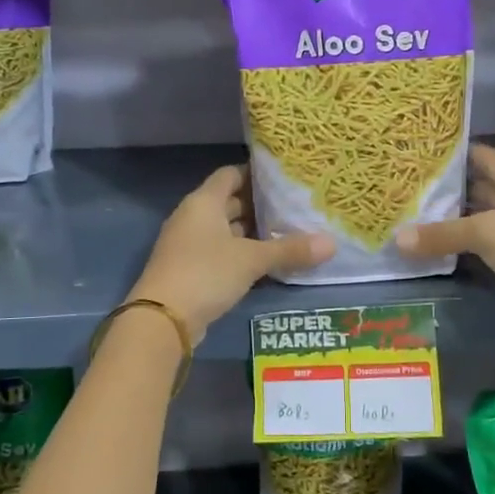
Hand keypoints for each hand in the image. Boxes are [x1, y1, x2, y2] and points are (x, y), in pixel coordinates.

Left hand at [129, 165, 332, 343]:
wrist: (162, 319)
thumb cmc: (206, 273)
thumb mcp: (252, 260)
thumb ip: (290, 250)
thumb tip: (332, 243)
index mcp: (204, 202)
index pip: (230, 174)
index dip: (255, 173)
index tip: (284, 178)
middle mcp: (193, 217)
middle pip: (229, 202)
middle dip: (259, 205)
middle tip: (294, 207)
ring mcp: (189, 244)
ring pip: (225, 230)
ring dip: (251, 232)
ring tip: (287, 233)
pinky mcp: (190, 270)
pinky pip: (220, 252)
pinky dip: (241, 254)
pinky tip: (266, 263)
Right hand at [395, 144, 494, 327]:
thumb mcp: (487, 234)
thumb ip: (442, 234)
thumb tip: (397, 239)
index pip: (483, 155)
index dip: (456, 152)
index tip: (422, 153)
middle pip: (480, 185)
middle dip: (448, 186)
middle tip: (409, 185)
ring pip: (480, 215)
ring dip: (453, 216)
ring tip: (414, 212)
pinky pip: (483, 240)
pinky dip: (462, 240)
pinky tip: (436, 243)